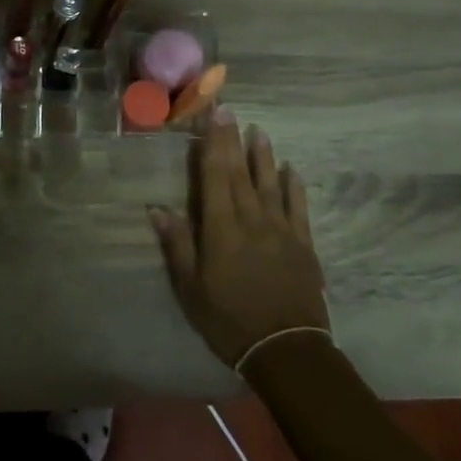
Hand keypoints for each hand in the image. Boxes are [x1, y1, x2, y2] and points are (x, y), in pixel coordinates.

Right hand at [150, 110, 329, 368]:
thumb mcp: (191, 289)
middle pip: (241, 173)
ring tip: (259, 131)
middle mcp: (252, 220)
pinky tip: (291, 170)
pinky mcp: (303, 244)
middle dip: (233, 140)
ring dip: (264, 156)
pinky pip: (298, 207)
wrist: (286, 349)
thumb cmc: (229, 320)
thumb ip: (177, 246)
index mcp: (221, 229)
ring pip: (270, 184)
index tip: (213, 117)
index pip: (216, 176)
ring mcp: (281, 230)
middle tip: (230, 111)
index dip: (213, 144)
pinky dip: (294, 186)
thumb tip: (157, 209)